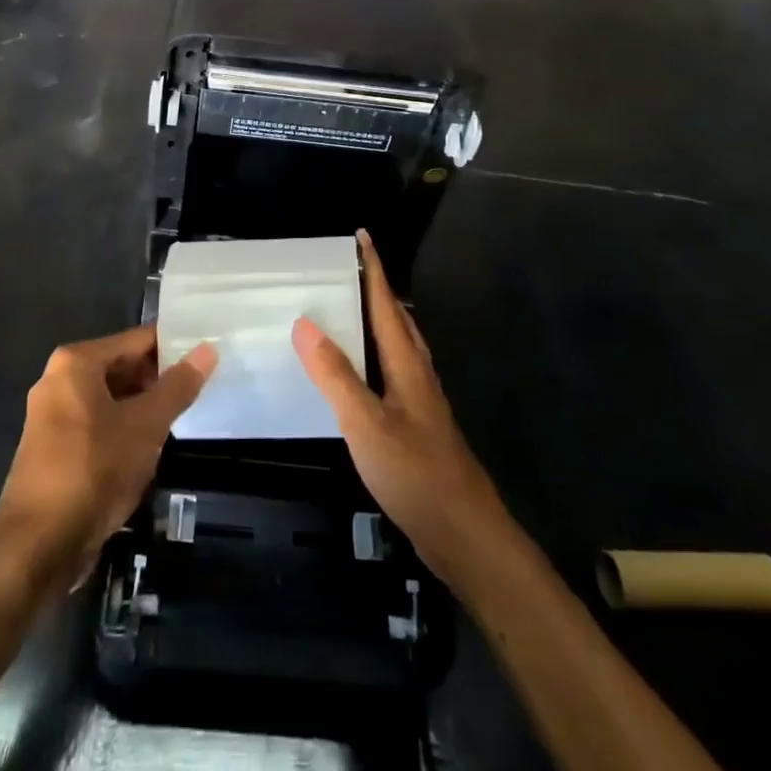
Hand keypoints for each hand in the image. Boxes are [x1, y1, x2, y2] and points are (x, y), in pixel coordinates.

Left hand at [0, 326, 216, 580]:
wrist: (38, 544)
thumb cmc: (95, 469)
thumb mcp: (146, 425)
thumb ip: (178, 386)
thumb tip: (208, 349)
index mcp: (76, 362)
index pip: (136, 340)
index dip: (173, 346)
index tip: (206, 353)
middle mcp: (58, 379)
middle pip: (120, 366)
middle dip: (157, 378)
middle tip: (198, 387)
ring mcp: (51, 415)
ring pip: (109, 398)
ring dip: (141, 407)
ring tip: (179, 416)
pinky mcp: (52, 448)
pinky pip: (96, 423)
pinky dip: (121, 428)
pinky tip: (148, 448)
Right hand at [293, 231, 505, 583]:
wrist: (465, 535)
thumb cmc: (416, 474)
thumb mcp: (367, 424)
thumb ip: (336, 376)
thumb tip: (305, 323)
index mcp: (406, 364)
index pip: (386, 303)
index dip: (374, 269)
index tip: (362, 236)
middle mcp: (416, 374)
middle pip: (396, 319)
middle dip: (375, 289)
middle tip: (346, 269)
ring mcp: (419, 401)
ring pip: (396, 347)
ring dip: (375, 321)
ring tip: (347, 310)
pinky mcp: (415, 426)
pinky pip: (389, 373)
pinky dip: (371, 357)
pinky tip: (355, 375)